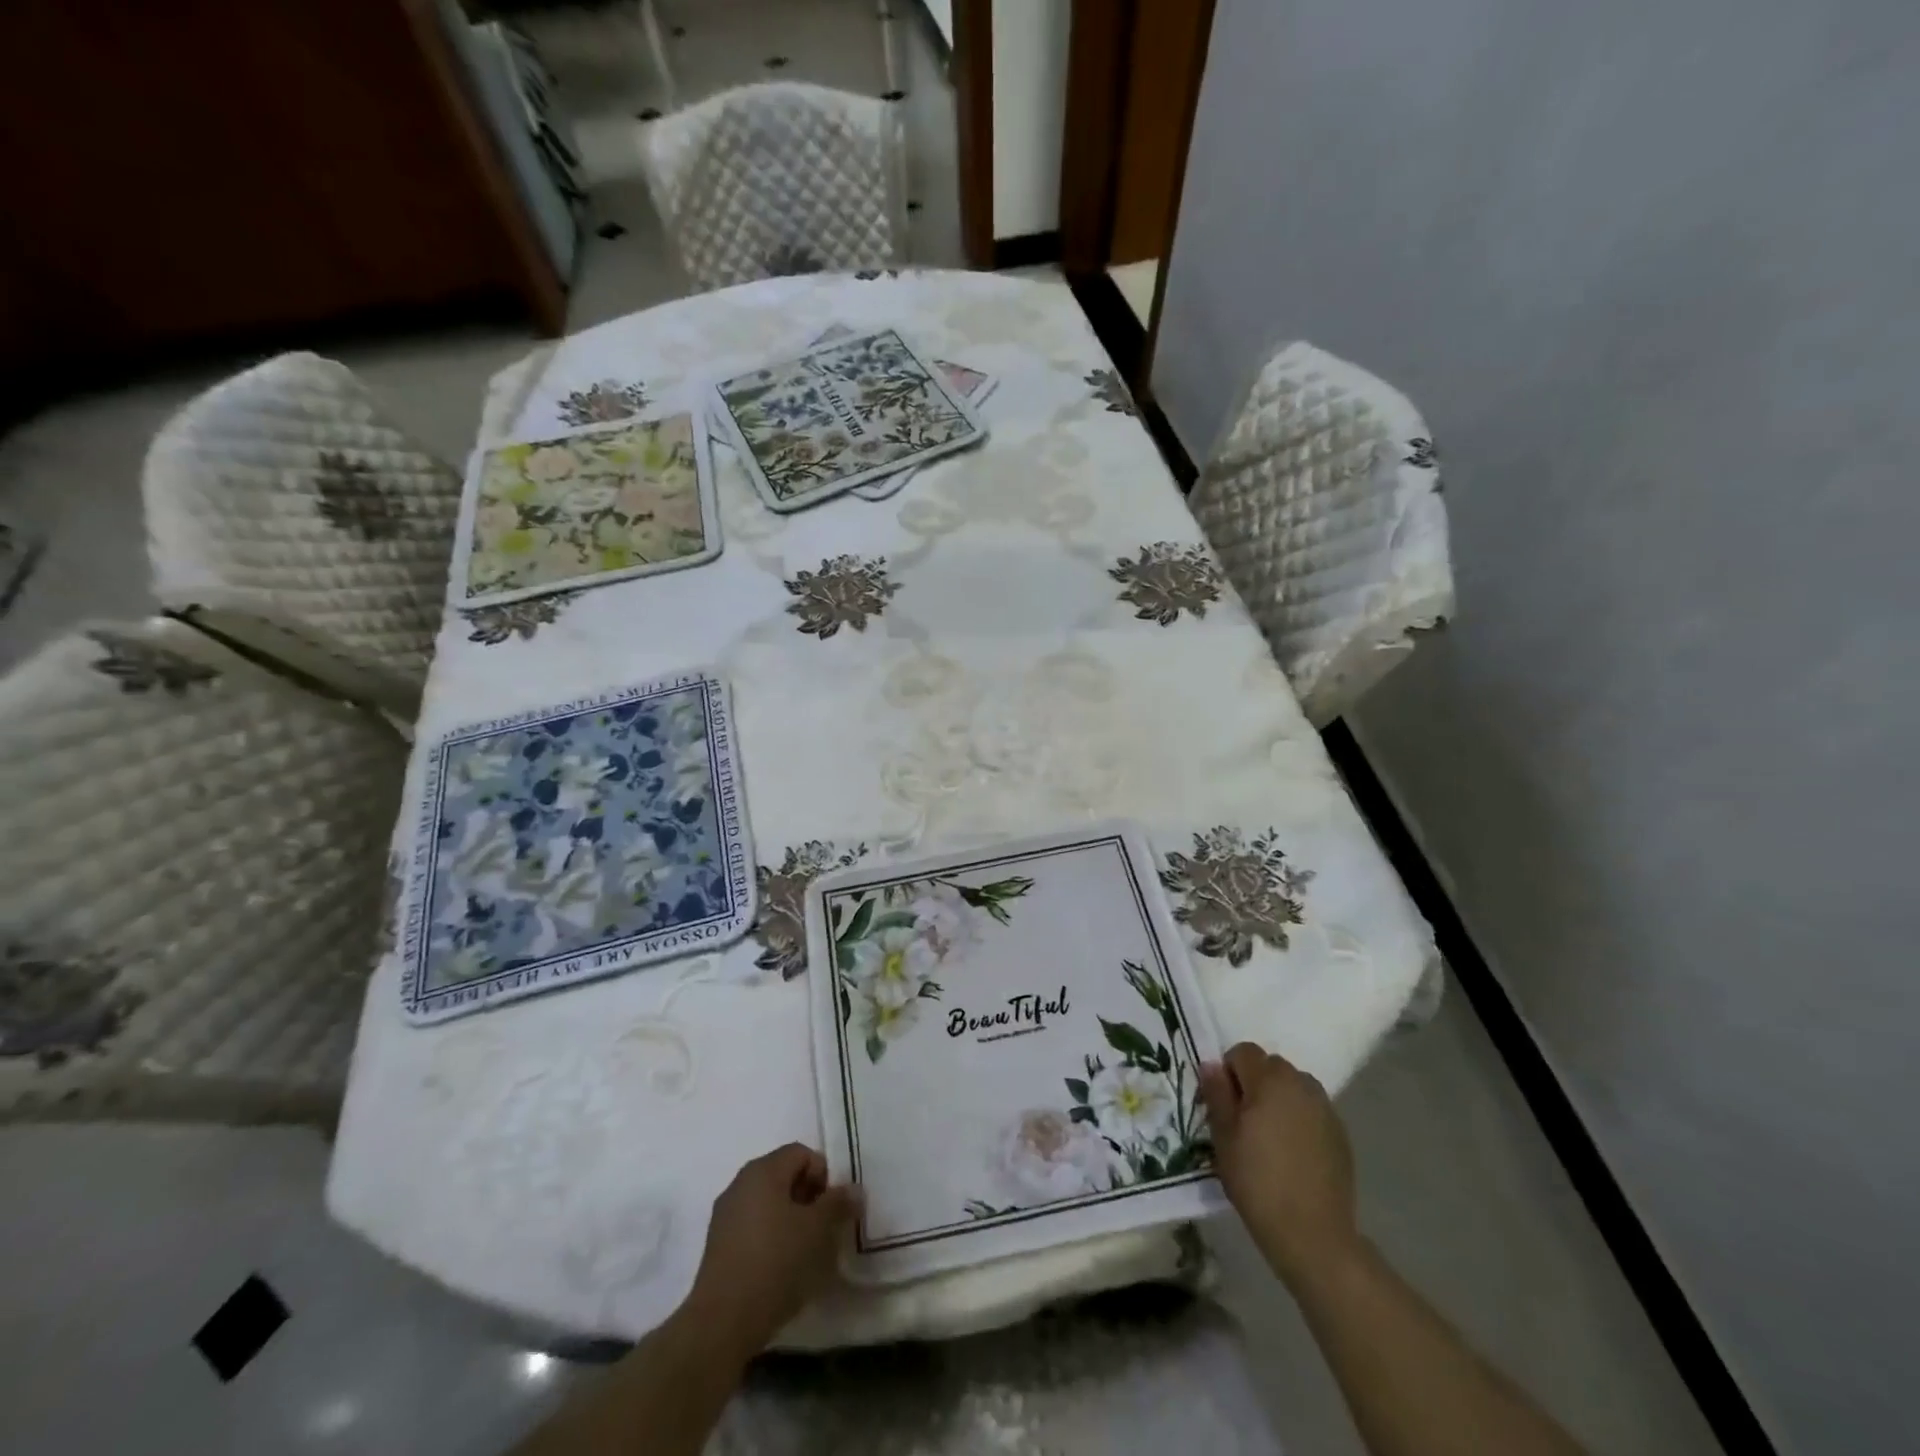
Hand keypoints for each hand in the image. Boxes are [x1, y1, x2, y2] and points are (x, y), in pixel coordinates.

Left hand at [678, 1143, 859, 1360]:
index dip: (823, 1175)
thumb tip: (854, 1189)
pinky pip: (753, 1226)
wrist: (722, 1322)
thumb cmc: (775, 1262)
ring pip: (768, 1202)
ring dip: (790, 1218)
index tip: (831, 1209)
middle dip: (808, 1197)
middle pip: (784, 1176)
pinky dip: (770, 1236)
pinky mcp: (718, 1245)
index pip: (802, 1154)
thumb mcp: (817, 1230)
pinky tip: (780, 1267)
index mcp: (763, 1170)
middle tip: (822, 1229)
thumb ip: (839, 1203)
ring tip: (803, 1251)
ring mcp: (725, 1214)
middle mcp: (740, 1183)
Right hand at [1200, 1043, 1359, 1285]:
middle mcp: (1301, 1084)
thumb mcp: (1224, 1137)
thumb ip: (1216, 1094)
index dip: (1229, 1072)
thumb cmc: (1257, 1181)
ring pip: (1294, 1087)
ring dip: (1279, 1098)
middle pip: (1271, 1066)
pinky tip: (1293, 1153)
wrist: (1313, 1234)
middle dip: (1255, 1083)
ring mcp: (1325, 1108)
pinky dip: (1299, 1119)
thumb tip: (1211, 1065)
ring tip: (1270, 1136)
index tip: (1225, 1105)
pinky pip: (1312, 1110)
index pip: (1243, 1052)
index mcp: (1270, 1080)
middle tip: (1245, 1121)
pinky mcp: (1341, 1133)